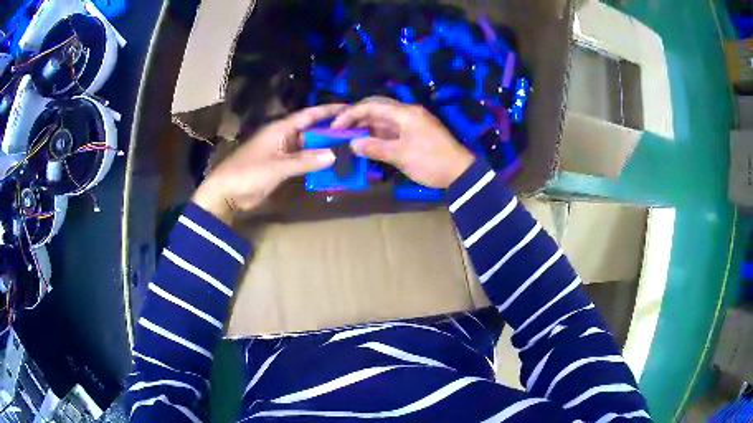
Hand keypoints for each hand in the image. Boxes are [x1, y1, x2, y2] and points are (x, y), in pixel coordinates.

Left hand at [193, 104, 345, 223]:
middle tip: (355, 133)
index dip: (328, 110)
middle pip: (311, 131)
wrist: (226, 193)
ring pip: (308, 147)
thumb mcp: (277, 166)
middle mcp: (283, 137)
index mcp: (281, 129)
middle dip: (331, 132)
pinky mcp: (280, 167)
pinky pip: (302, 161)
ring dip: (324, 149)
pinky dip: (314, 163)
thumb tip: (334, 154)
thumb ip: (305, 160)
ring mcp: (282, 152)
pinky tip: (329, 167)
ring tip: (348, 150)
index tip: (349, 108)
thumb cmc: (248, 173)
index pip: (309, 115)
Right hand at [331, 97, 474, 188]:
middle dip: (357, 117)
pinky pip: (391, 130)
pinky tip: (366, 143)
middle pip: (377, 109)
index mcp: (405, 112)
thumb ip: (374, 148)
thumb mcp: (401, 155)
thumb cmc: (431, 161)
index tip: (335, 127)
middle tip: (340, 130)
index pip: (372, 105)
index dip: (351, 114)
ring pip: (383, 120)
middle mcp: (407, 113)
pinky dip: (377, 135)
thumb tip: (352, 144)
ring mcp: (412, 123)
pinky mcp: (414, 134)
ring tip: (348, 138)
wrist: (460, 173)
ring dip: (366, 127)